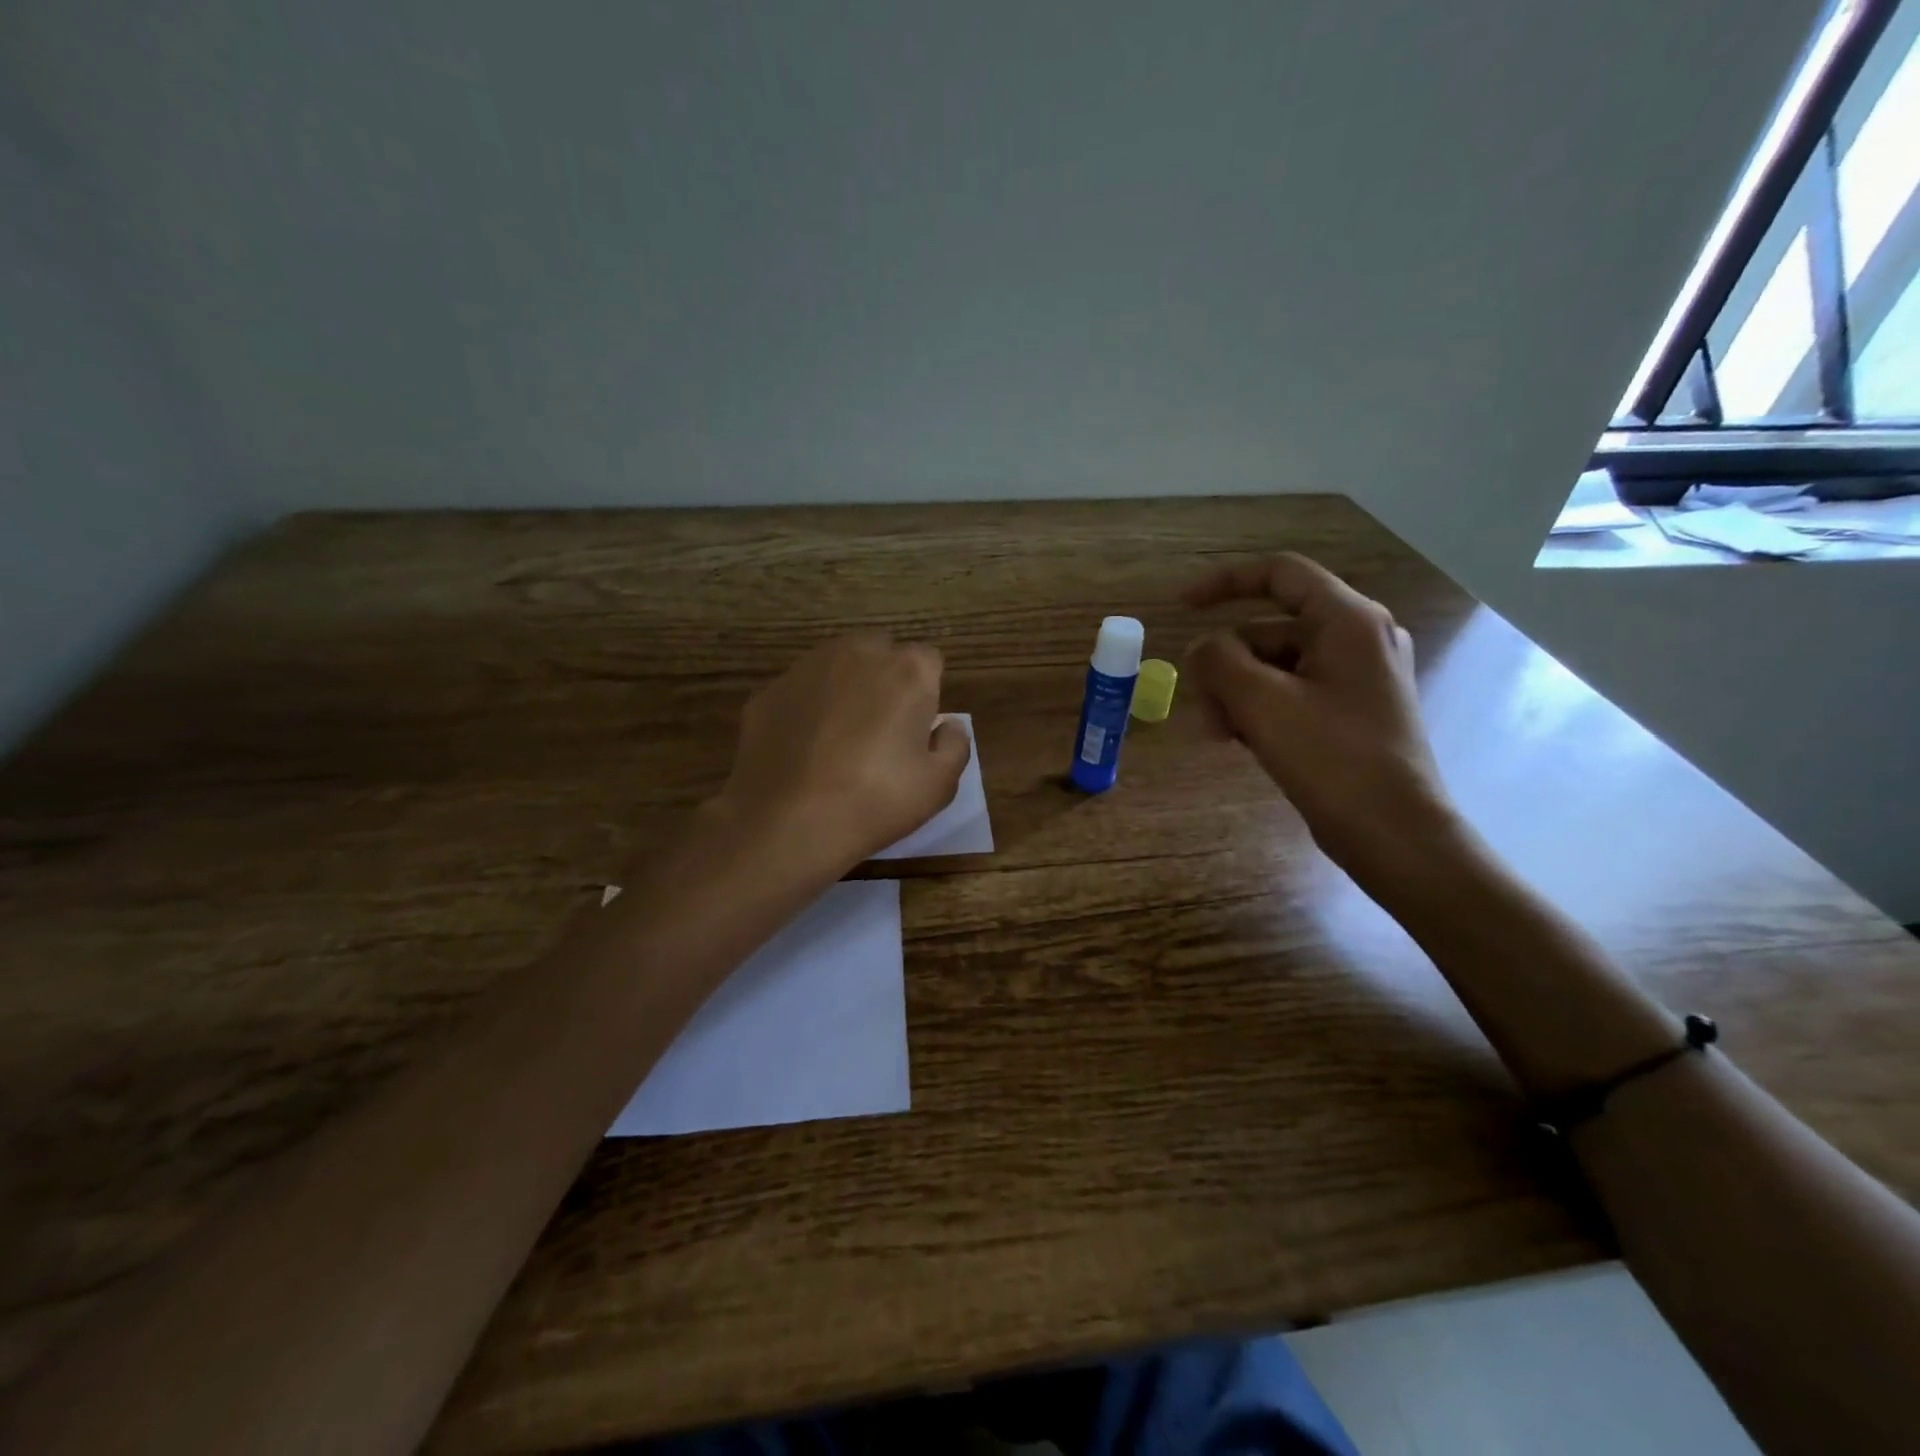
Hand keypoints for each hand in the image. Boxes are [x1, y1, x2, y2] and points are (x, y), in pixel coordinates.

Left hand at [711, 633, 970, 870]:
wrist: (786, 822)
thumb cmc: (875, 801)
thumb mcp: (939, 785)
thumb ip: (955, 745)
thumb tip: (947, 726)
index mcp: (906, 671)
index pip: (928, 661)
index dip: (925, 693)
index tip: (916, 729)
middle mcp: (856, 653)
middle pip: (880, 653)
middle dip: (884, 680)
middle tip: (879, 731)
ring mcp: (805, 668)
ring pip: (835, 666)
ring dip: (843, 689)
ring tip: (837, 740)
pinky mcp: (768, 691)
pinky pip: (799, 692)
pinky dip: (804, 710)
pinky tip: (801, 751)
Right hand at [1183, 554, 1458, 876]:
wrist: (1393, 832)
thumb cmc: (1331, 758)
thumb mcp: (1261, 703)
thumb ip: (1219, 660)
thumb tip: (1201, 648)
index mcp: (1348, 620)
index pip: (1280, 574)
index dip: (1224, 582)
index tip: (1182, 607)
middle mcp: (1359, 638)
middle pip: (1270, 629)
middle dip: (1226, 664)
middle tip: (1203, 708)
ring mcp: (1357, 676)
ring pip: (1276, 665)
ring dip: (1238, 692)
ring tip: (1221, 735)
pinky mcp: (1351, 710)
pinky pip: (1292, 692)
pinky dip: (1261, 709)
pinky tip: (1242, 742)